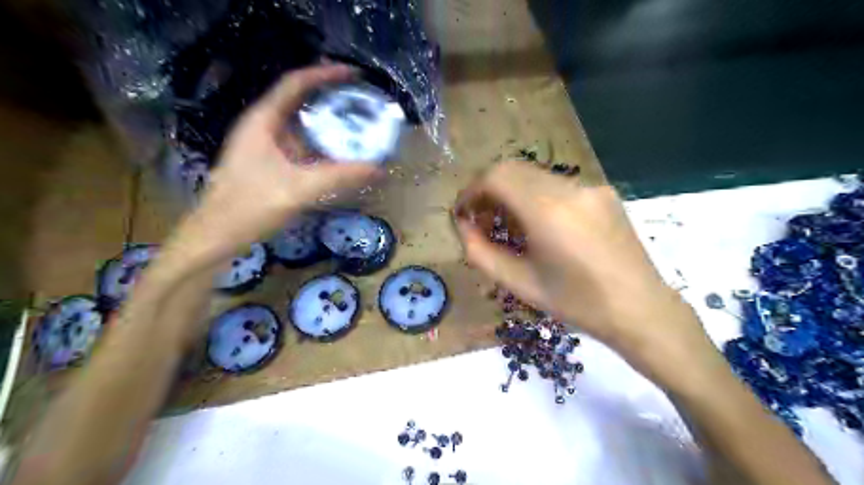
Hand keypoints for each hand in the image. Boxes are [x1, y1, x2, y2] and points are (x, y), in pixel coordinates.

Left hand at [185, 64, 378, 260]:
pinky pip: (303, 150)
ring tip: (360, 130)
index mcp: (263, 121)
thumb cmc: (250, 206)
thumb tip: (379, 169)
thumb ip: (339, 177)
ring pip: (303, 129)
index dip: (325, 75)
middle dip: (333, 103)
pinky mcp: (272, 166)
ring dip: (330, 129)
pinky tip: (342, 159)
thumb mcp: (298, 188)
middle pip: (302, 104)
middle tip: (364, 106)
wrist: (218, 236)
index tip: (355, 75)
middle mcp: (264, 128)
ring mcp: (267, 148)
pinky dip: (323, 151)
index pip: (295, 84)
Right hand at [455, 164, 705, 364]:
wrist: (641, 310)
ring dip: (512, 192)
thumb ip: (481, 253)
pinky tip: (540, 226)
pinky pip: (557, 185)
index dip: (471, 191)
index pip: (496, 177)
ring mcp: (591, 187)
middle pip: (513, 169)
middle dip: (489, 190)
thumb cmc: (577, 303)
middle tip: (481, 220)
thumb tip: (463, 226)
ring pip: (535, 175)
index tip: (463, 214)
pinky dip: (536, 196)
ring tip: (509, 225)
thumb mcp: (520, 284)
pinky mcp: (603, 192)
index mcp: (548, 211)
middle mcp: (570, 188)